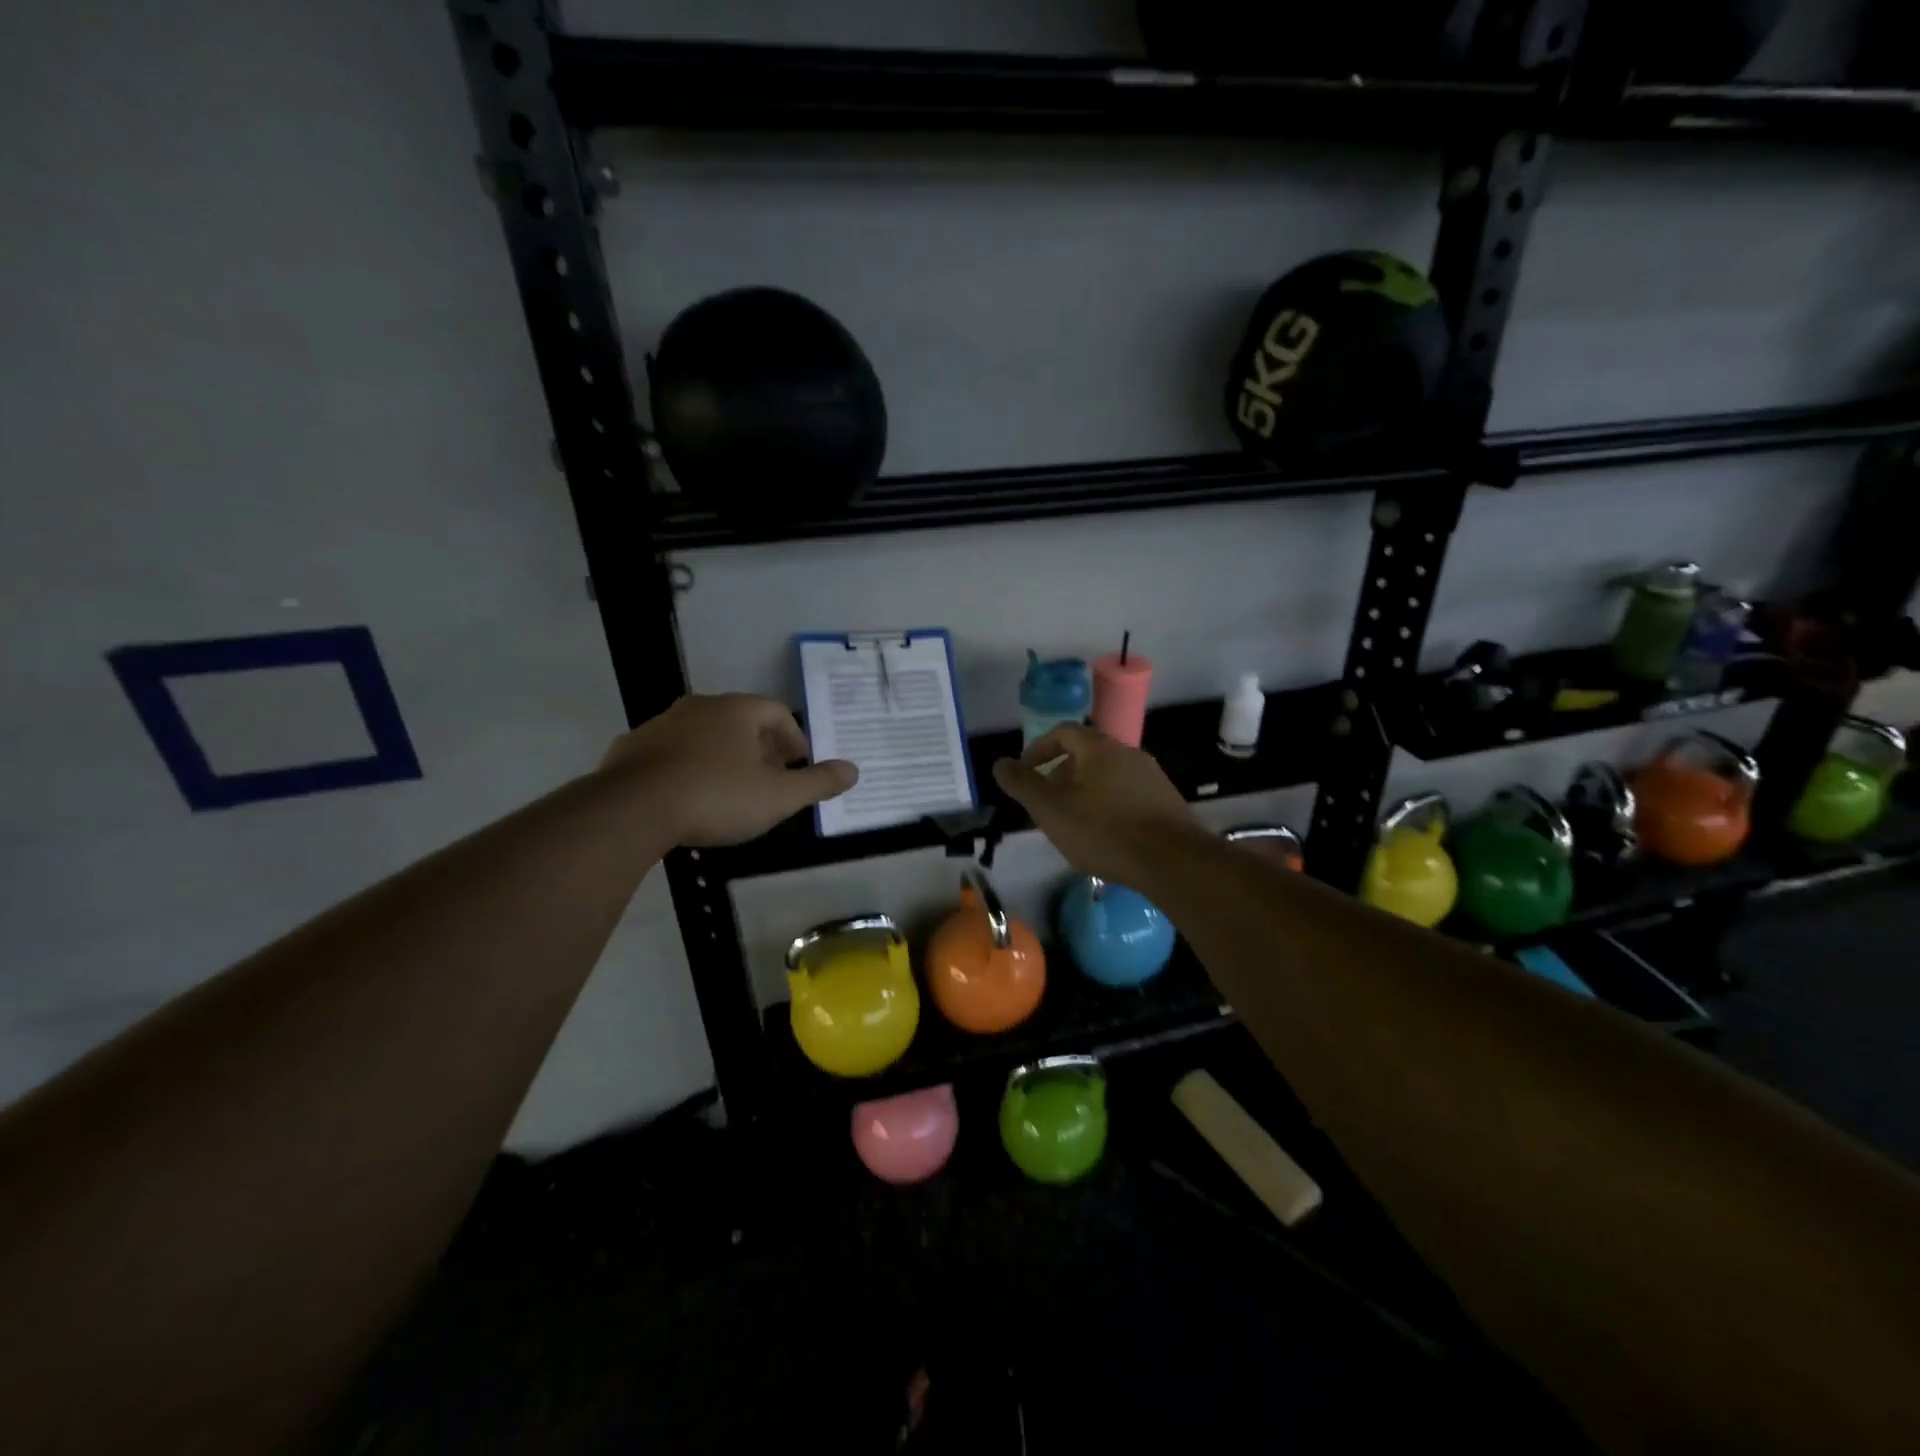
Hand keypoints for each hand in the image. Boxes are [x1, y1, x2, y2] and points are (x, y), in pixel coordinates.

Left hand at [601, 694, 856, 847]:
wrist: (632, 809)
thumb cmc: (717, 796)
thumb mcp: (778, 796)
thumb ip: (817, 782)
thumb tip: (854, 770)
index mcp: (737, 710)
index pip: (777, 712)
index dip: (794, 737)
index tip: (799, 764)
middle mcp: (699, 707)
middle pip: (740, 721)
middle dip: (760, 748)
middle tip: (770, 779)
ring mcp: (661, 725)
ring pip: (704, 735)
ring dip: (722, 756)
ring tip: (730, 790)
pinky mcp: (632, 748)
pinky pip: (671, 753)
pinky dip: (687, 767)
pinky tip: (688, 796)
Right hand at [991, 724, 1202, 886]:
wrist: (1173, 861)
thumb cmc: (1104, 830)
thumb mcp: (1051, 810)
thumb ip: (1023, 785)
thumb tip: (999, 764)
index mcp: (1099, 748)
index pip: (1063, 732)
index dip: (1038, 749)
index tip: (1024, 772)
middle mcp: (1128, 753)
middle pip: (1086, 754)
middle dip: (1060, 774)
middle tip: (1045, 802)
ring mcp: (1152, 777)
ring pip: (1108, 776)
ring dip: (1084, 792)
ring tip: (1072, 822)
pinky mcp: (1167, 802)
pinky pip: (1127, 795)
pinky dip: (1108, 806)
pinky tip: (1104, 836)